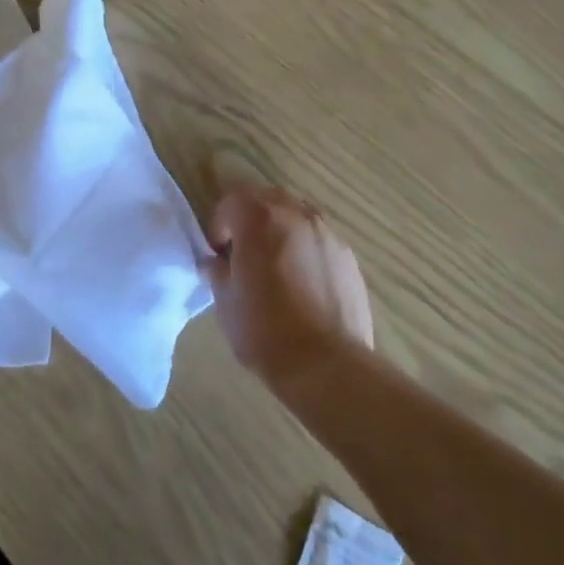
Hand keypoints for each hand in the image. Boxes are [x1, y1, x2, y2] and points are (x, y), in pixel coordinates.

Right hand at [207, 186, 372, 395]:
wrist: (327, 364)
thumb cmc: (265, 331)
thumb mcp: (225, 301)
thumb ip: (217, 270)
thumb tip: (216, 262)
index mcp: (258, 219)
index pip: (231, 201)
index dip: (219, 225)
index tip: (219, 256)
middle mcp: (294, 214)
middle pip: (266, 200)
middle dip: (250, 220)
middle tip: (244, 255)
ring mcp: (325, 232)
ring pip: (295, 215)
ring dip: (280, 230)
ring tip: (276, 266)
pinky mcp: (347, 255)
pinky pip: (318, 239)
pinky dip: (305, 249)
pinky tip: (304, 283)